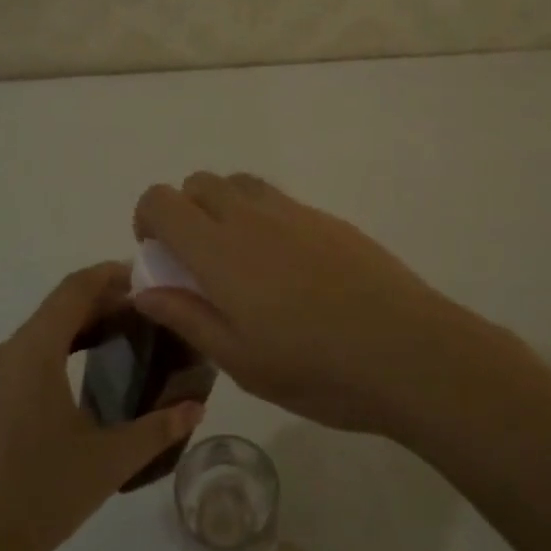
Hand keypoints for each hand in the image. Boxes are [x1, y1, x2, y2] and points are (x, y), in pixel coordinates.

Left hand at [0, 262, 203, 550]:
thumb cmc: (33, 496)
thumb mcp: (105, 464)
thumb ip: (155, 430)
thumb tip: (194, 408)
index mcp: (33, 351)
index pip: (75, 289)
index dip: (111, 275)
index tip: (146, 280)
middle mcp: (3, 353)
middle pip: (57, 310)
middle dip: (101, 306)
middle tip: (145, 318)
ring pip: (36, 337)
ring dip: (76, 333)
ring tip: (117, 348)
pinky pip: (18, 362)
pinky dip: (52, 357)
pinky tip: (72, 390)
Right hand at [132, 174, 494, 435]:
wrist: (406, 350)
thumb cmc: (315, 367)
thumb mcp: (239, 360)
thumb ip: (187, 316)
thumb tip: (144, 290)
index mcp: (219, 250)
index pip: (162, 200)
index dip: (146, 218)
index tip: (157, 256)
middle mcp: (250, 216)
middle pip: (199, 182)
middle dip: (183, 210)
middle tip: (197, 262)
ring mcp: (293, 212)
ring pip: (239, 183)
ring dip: (223, 207)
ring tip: (240, 260)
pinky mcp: (327, 218)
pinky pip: (278, 200)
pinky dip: (262, 217)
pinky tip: (288, 269)